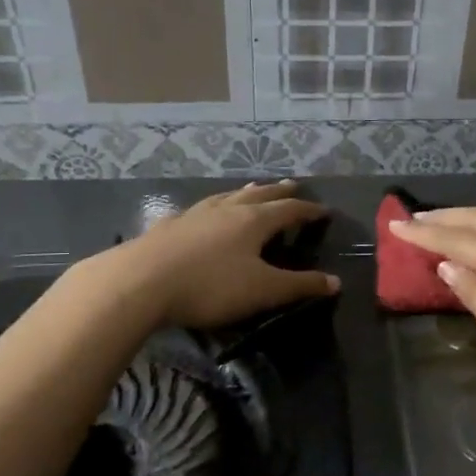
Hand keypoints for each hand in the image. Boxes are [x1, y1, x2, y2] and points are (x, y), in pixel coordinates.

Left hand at [109, 181, 337, 328]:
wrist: (139, 282)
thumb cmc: (210, 286)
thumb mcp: (262, 290)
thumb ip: (299, 285)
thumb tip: (335, 282)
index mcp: (254, 221)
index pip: (289, 210)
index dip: (308, 210)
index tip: (323, 210)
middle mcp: (226, 209)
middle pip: (258, 195)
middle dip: (278, 192)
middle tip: (292, 185)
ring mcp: (194, 214)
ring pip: (226, 197)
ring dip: (245, 192)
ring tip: (254, 188)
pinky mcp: (168, 226)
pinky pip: (198, 210)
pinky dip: (210, 208)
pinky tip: (202, 212)